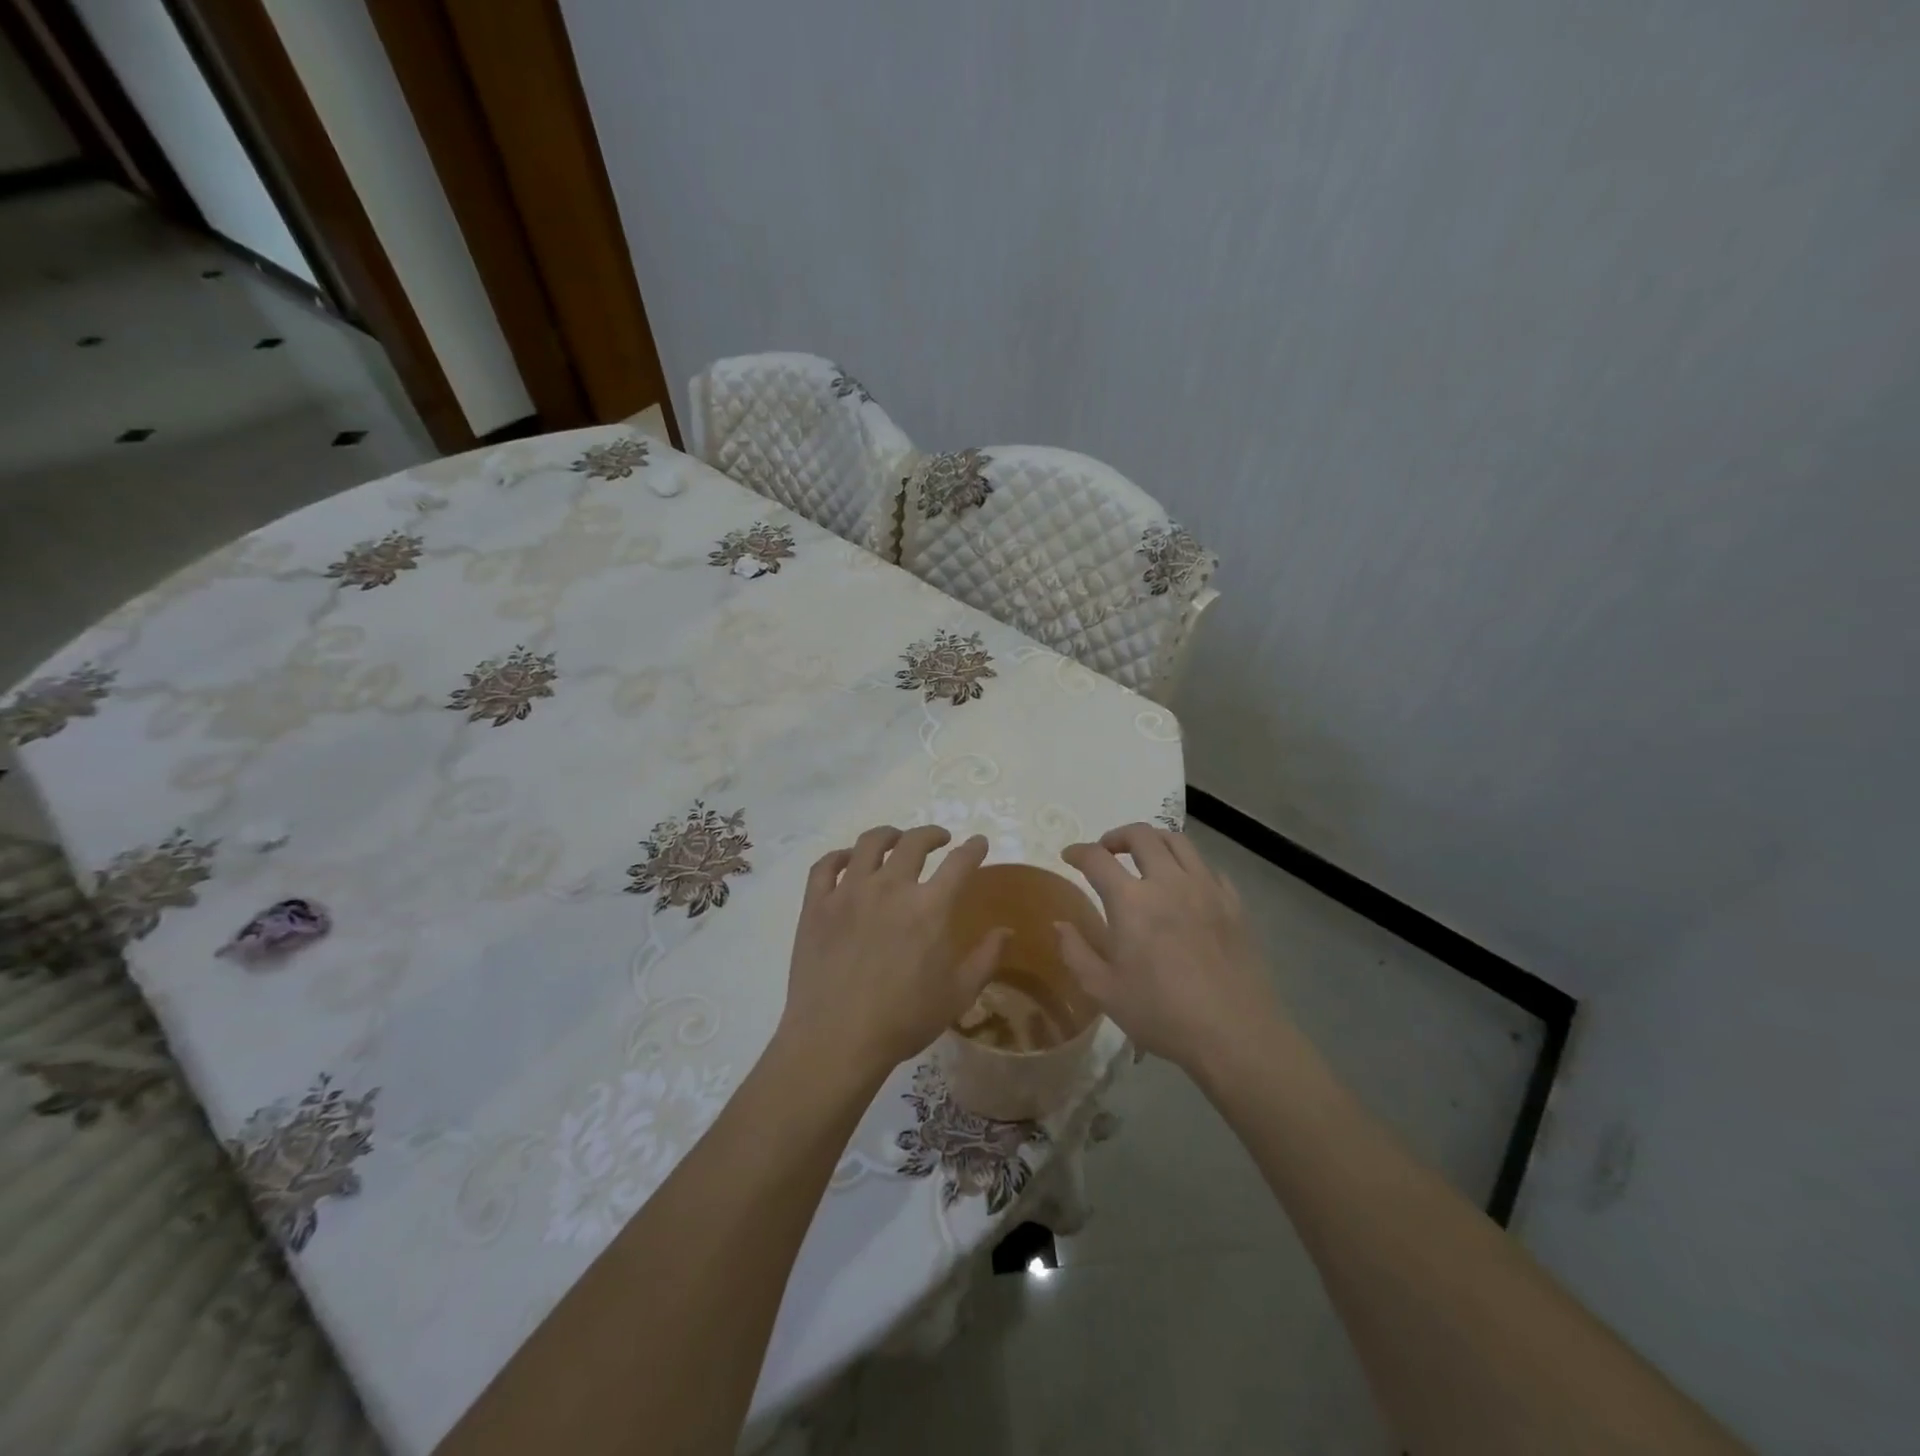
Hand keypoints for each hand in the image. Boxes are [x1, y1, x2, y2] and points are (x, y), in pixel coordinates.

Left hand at [777, 826, 1008, 1078]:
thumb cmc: (904, 1020)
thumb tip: (1006, 930)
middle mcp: (890, 887)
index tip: (978, 843)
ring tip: (895, 840)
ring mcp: (848, 892)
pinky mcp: (816, 905)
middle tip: (939, 840)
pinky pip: (826, 865)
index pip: (959, 862)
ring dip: (889, 835)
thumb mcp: (958, 994)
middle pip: (913, 842)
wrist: (836, 1040)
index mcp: (930, 907)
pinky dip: (840, 856)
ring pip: (869, 843)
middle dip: (932, 834)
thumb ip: (986, 958)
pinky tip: (848, 861)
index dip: (973, 848)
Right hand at [1058, 824, 1280, 1071]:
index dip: (1078, 851)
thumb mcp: (1104, 991)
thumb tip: (1060, 924)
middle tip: (1107, 851)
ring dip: (1154, 841)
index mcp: (1131, 901)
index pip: (1097, 858)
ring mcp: (1206, 888)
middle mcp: (1168, 882)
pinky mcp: (1234, 903)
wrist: (1235, 1033)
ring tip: (1145, 856)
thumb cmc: (1161, 1014)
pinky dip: (1189, 866)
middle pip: (1141, 835)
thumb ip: (1076, 952)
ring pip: (1178, 841)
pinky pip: (1208, 868)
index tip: (1069, 856)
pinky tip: (1185, 886)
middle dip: (1117, 836)